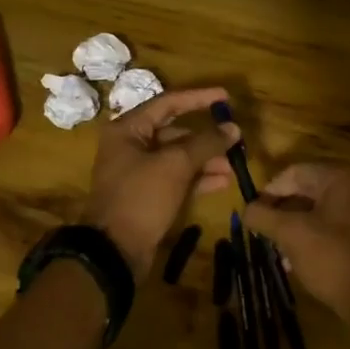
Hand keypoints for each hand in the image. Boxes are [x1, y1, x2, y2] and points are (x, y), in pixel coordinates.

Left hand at [79, 87, 239, 272]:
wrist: (114, 251)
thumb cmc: (141, 197)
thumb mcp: (175, 165)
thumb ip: (205, 143)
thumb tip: (232, 128)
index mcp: (128, 129)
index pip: (168, 103)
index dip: (199, 98)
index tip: (226, 97)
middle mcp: (131, 146)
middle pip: (175, 132)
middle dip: (206, 137)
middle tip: (235, 139)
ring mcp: (139, 172)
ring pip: (178, 157)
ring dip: (206, 159)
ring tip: (234, 165)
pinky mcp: (148, 195)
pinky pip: (176, 178)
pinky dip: (198, 178)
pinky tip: (223, 182)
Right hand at [243, 164, 349, 333]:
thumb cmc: (331, 258)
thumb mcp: (290, 234)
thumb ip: (263, 216)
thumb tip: (245, 209)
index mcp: (339, 178)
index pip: (293, 173)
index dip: (268, 191)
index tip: (251, 214)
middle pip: (304, 190)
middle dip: (279, 212)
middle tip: (261, 231)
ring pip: (315, 211)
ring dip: (291, 227)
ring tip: (274, 249)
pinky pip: (328, 227)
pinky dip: (309, 238)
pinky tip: (293, 260)